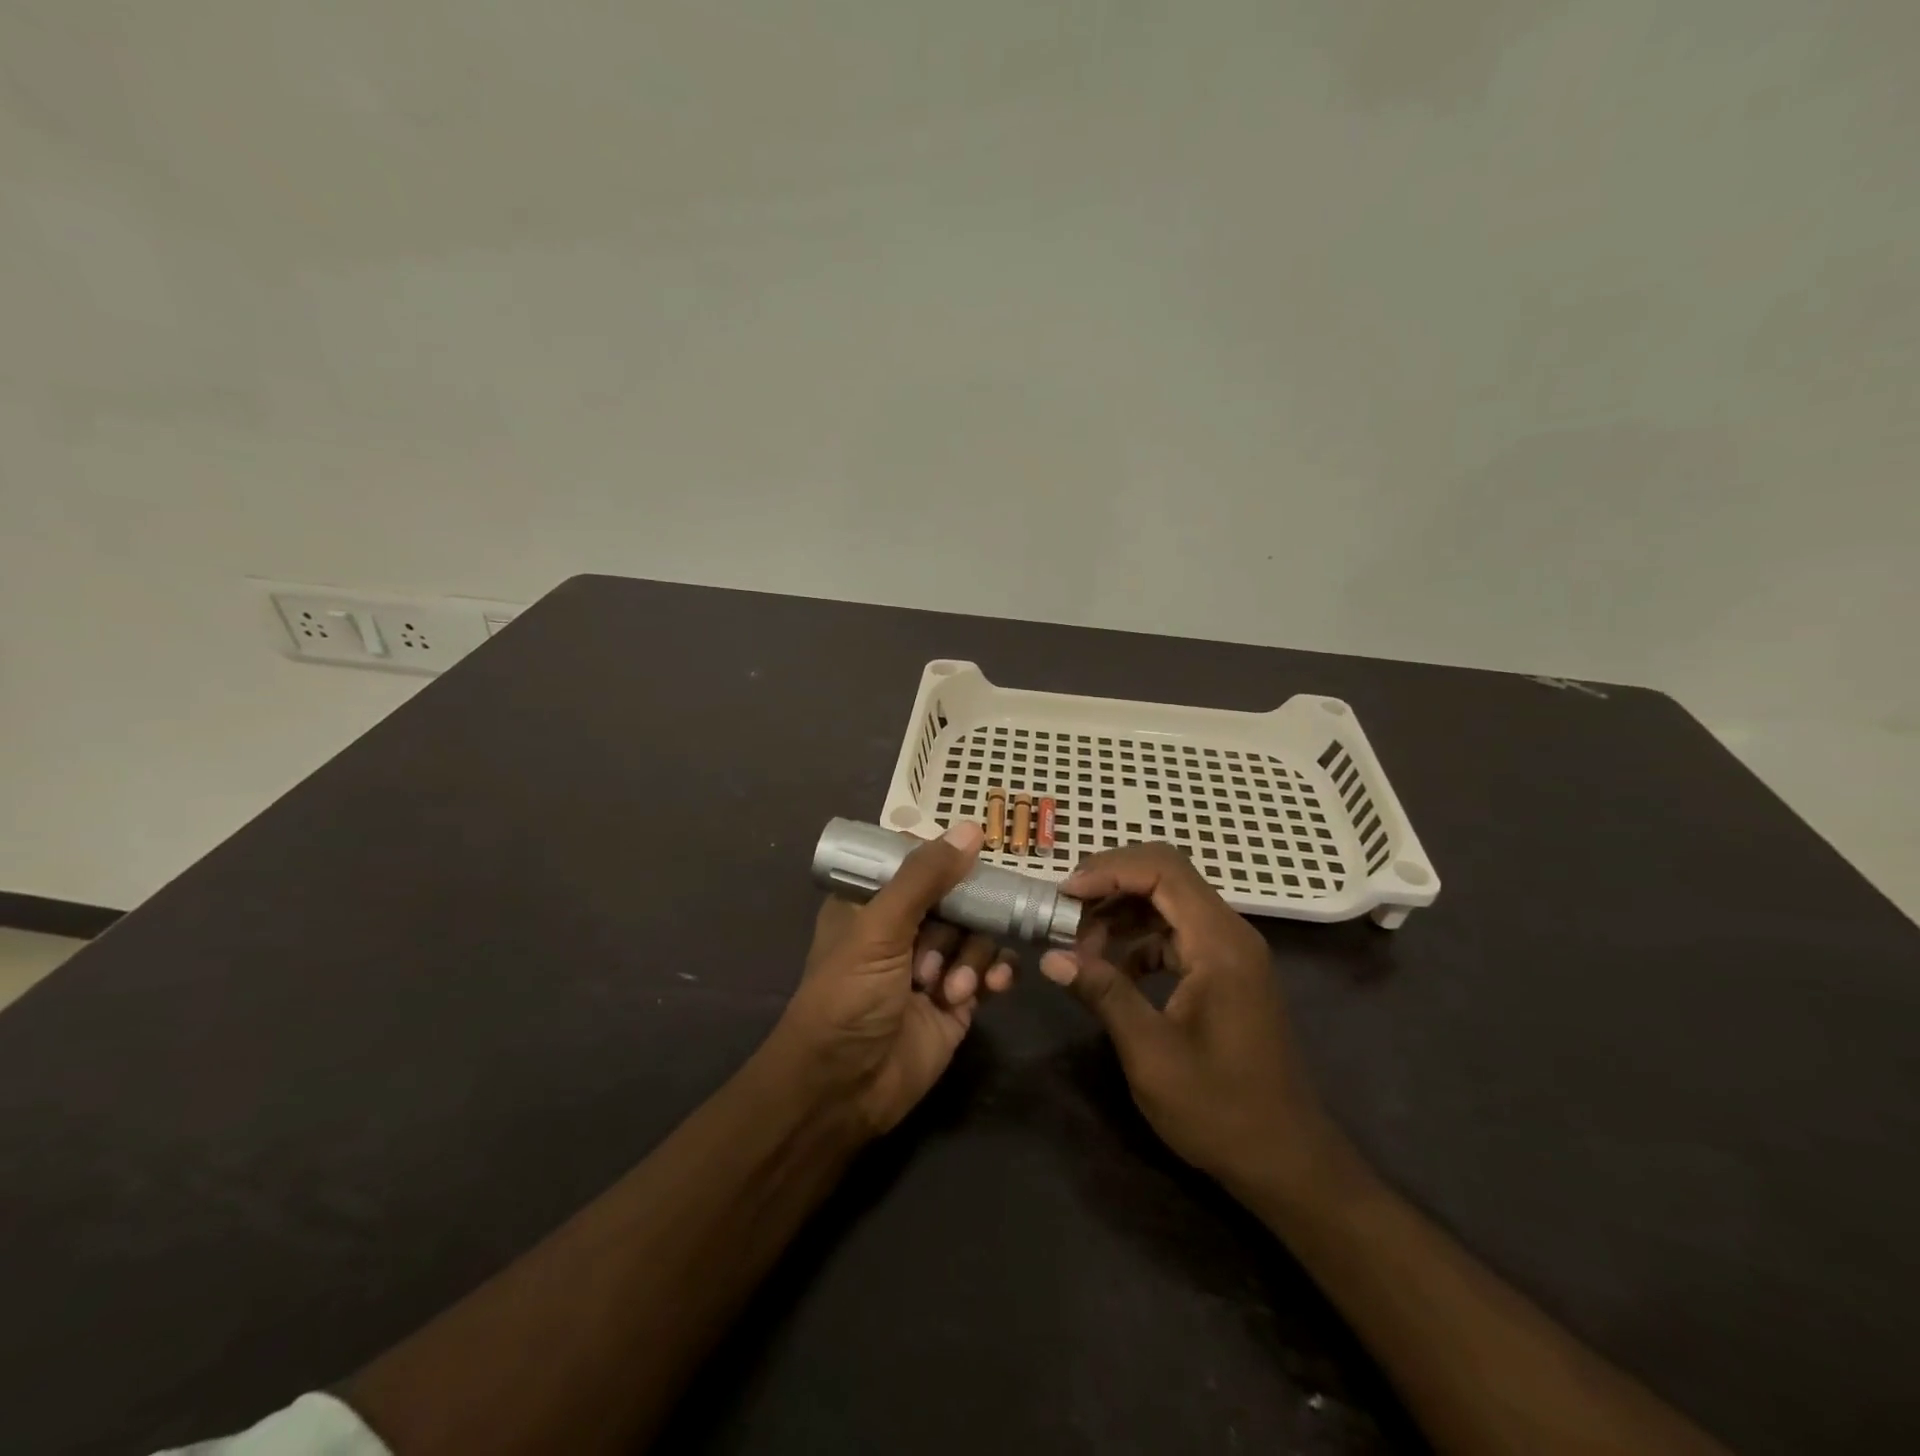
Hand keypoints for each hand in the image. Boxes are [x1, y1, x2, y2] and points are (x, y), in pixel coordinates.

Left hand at [776, 822, 1014, 1135]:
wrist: (845, 1089)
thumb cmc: (849, 997)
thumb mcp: (880, 929)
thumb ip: (925, 877)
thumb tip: (971, 829)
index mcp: (872, 902)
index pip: (915, 862)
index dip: (943, 859)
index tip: (972, 859)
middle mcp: (903, 928)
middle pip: (956, 895)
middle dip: (960, 919)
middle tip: (947, 942)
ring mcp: (933, 963)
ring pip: (977, 932)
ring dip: (971, 956)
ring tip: (950, 988)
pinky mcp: (958, 998)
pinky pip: (990, 969)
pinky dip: (994, 973)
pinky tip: (991, 987)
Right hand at [1039, 843, 1338, 1202]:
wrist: (1285, 1160)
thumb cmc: (1220, 1109)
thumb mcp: (1151, 1054)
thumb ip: (1104, 994)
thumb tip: (1051, 958)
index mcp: (1220, 944)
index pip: (1163, 871)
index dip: (1109, 871)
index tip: (1064, 894)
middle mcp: (1230, 934)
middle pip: (1166, 875)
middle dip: (1111, 882)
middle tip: (1065, 910)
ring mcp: (1230, 952)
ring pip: (1169, 901)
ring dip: (1121, 910)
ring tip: (1080, 943)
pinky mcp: (1225, 971)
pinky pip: (1176, 932)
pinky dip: (1139, 937)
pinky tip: (1112, 968)